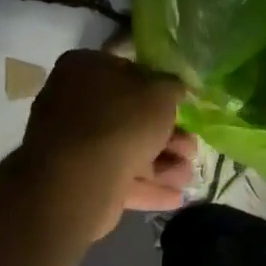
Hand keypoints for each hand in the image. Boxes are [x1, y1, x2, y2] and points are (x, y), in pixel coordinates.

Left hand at [16, 49, 195, 238]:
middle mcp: (74, 101)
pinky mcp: (77, 177)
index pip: (127, 69)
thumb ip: (173, 86)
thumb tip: (175, 87)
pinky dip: (146, 186)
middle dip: (167, 136)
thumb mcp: (162, 93)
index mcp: (86, 68)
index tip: (181, 103)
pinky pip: (117, 177)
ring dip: (162, 163)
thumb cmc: (122, 122)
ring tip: (188, 177)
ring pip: (127, 149)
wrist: (80, 178)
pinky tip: (175, 197)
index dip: (158, 86)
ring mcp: (73, 142)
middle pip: (130, 116)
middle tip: (192, 148)